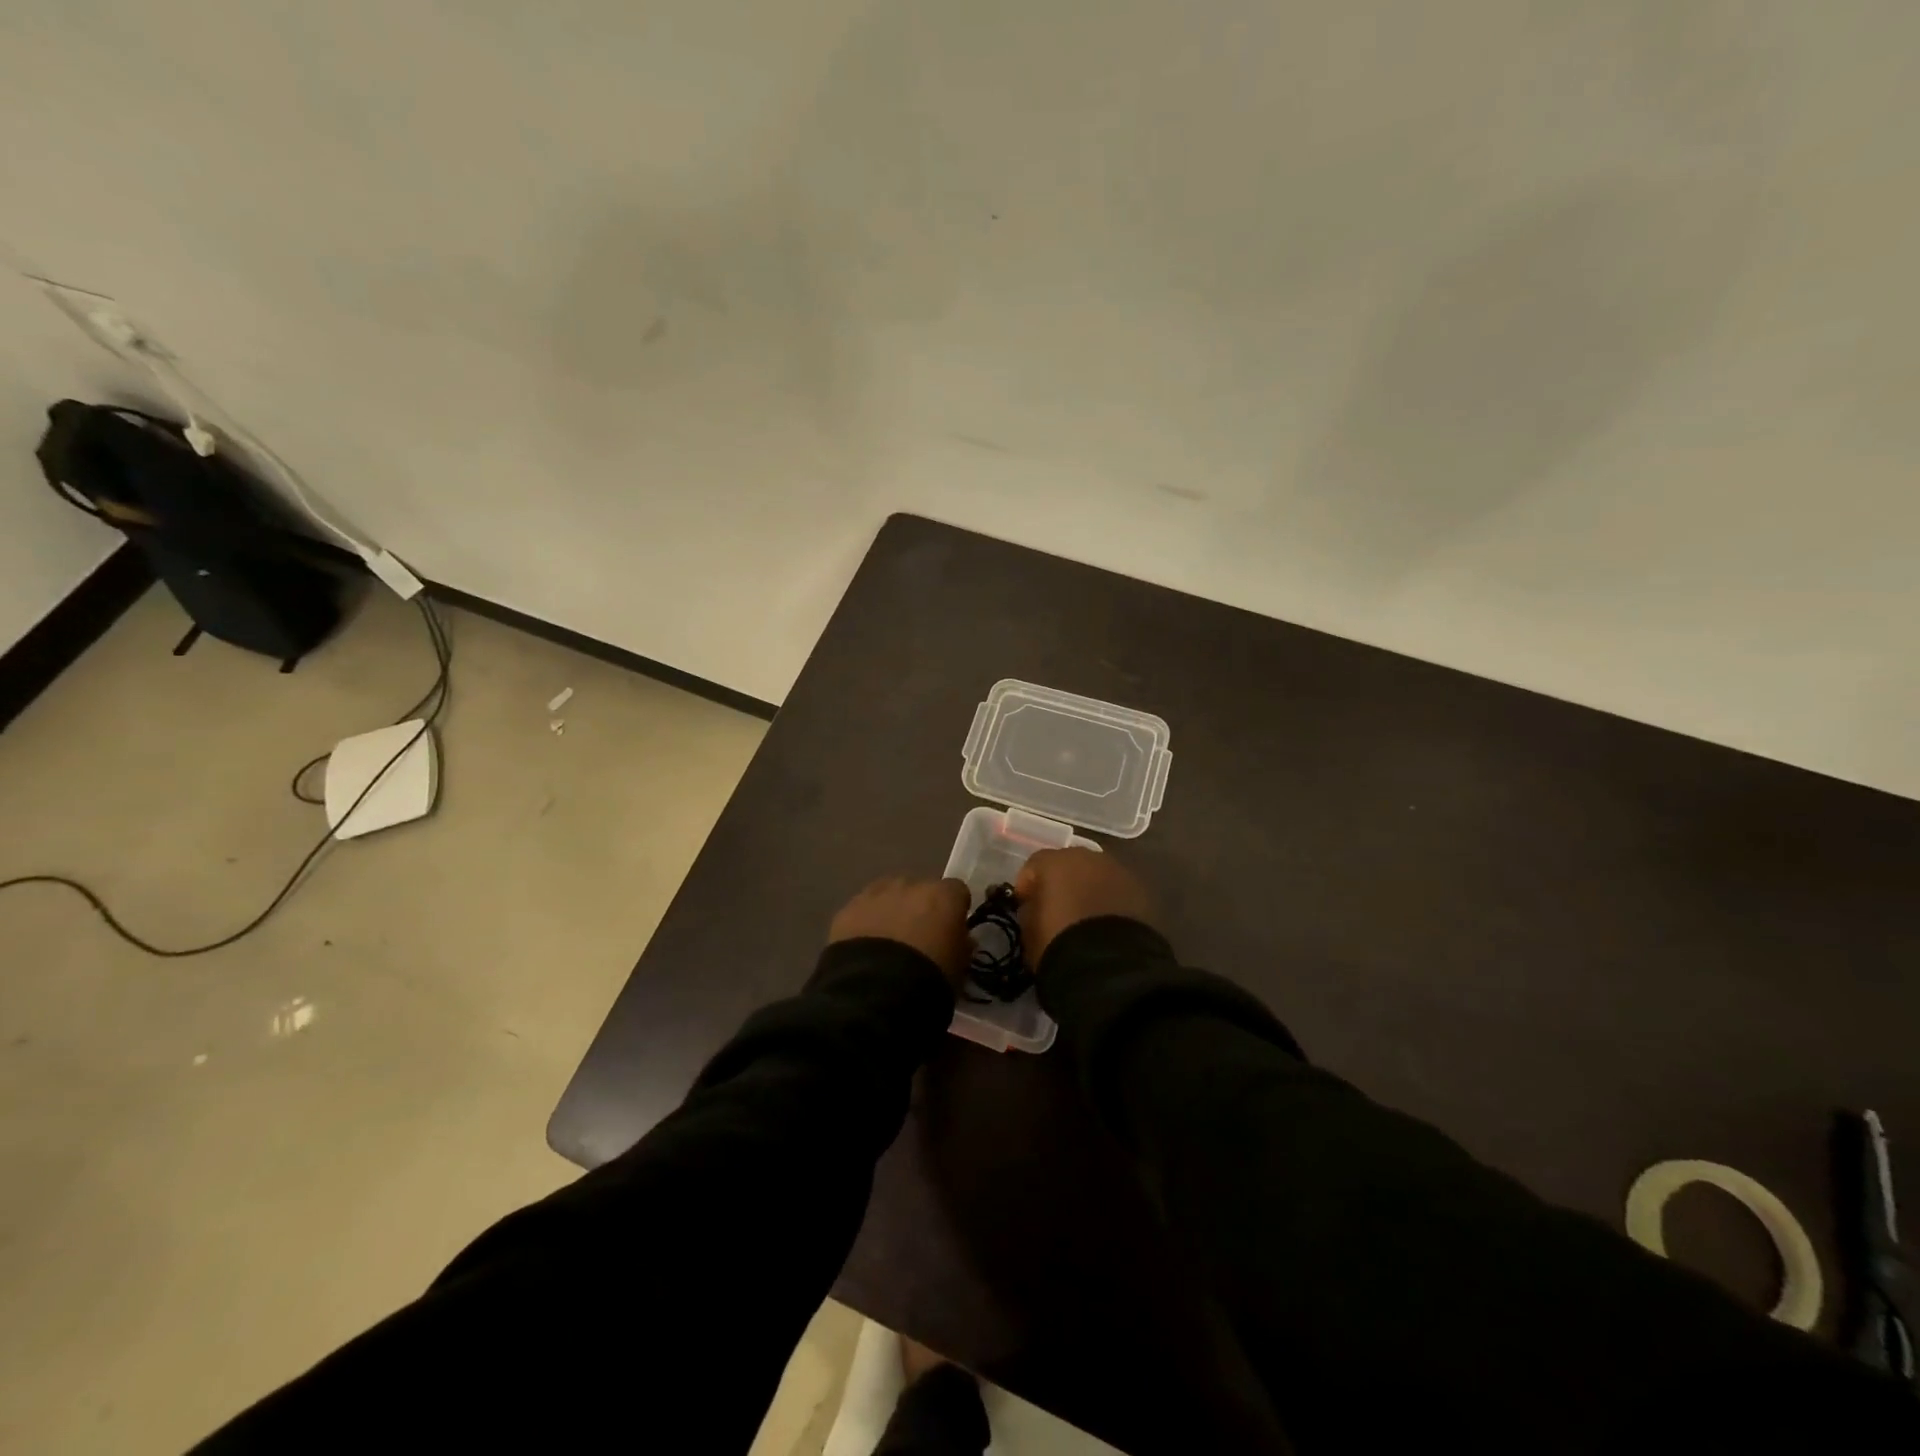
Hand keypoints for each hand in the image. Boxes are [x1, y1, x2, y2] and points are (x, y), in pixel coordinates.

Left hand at [828, 876, 971, 987]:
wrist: (876, 991)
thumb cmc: (929, 979)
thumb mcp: (959, 968)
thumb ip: (962, 946)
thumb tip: (962, 939)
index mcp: (943, 896)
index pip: (957, 892)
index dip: (954, 910)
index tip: (952, 930)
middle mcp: (910, 885)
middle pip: (920, 890)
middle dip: (920, 908)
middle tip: (918, 939)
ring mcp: (875, 894)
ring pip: (888, 895)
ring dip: (891, 911)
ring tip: (887, 943)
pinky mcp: (848, 909)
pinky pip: (863, 910)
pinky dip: (865, 923)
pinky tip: (863, 948)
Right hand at [1014, 848, 1155, 969]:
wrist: (1109, 966)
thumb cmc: (1059, 943)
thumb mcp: (1029, 930)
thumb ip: (1030, 910)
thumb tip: (1036, 906)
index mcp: (1055, 862)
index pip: (1034, 865)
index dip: (1027, 886)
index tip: (1025, 906)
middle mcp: (1088, 858)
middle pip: (1069, 865)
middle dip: (1062, 883)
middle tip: (1058, 909)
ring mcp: (1119, 872)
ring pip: (1097, 876)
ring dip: (1089, 891)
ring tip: (1086, 919)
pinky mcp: (1142, 892)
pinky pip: (1118, 892)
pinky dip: (1111, 903)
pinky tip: (1108, 926)